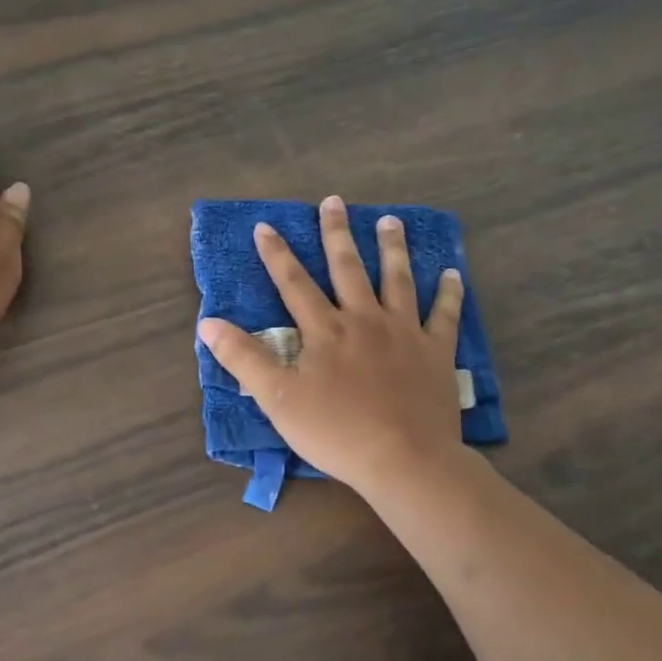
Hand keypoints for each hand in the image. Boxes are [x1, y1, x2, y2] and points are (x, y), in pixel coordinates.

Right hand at [198, 196, 465, 498]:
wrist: (404, 459)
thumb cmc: (335, 431)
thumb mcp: (277, 399)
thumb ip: (243, 358)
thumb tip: (208, 324)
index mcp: (325, 330)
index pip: (294, 283)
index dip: (277, 254)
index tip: (265, 226)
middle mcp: (364, 320)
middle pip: (347, 269)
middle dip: (336, 234)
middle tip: (334, 202)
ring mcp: (404, 333)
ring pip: (397, 280)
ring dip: (392, 249)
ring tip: (390, 221)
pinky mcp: (435, 352)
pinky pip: (444, 316)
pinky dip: (449, 294)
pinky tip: (452, 274)